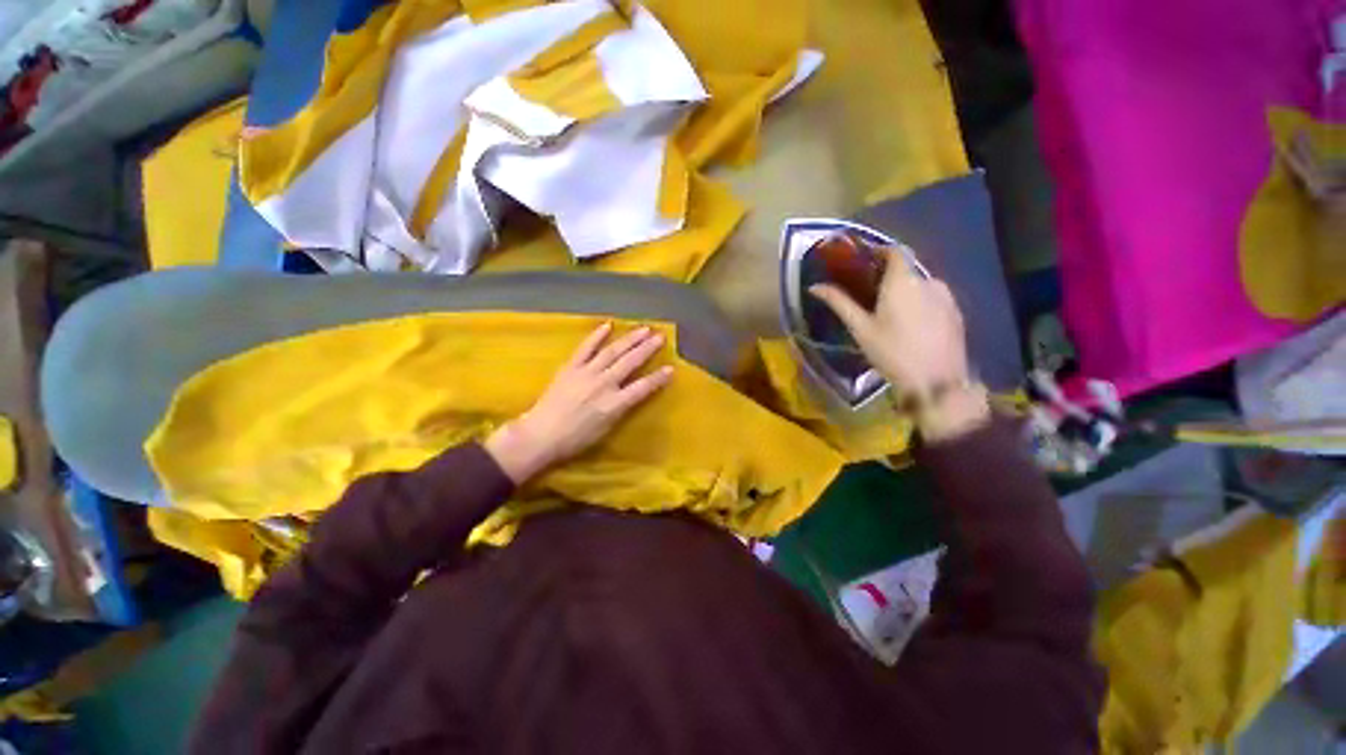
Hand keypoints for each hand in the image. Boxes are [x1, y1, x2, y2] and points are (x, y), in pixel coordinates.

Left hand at [485, 322, 672, 484]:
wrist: (541, 434)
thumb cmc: (576, 439)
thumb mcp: (606, 430)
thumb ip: (621, 409)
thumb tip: (633, 394)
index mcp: (614, 404)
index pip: (642, 388)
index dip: (658, 378)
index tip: (671, 369)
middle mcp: (603, 384)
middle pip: (630, 363)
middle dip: (647, 349)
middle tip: (660, 337)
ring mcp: (586, 373)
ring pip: (612, 351)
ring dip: (629, 339)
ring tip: (644, 329)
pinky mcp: (571, 367)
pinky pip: (585, 348)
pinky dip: (596, 336)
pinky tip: (608, 326)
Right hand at [810, 249, 988, 439]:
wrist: (937, 381)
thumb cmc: (892, 352)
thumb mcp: (860, 328)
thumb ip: (839, 302)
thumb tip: (815, 286)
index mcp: (903, 281)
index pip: (895, 250)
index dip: (879, 250)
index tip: (862, 260)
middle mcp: (928, 280)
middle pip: (907, 268)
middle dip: (888, 275)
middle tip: (868, 292)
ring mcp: (946, 296)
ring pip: (921, 284)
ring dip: (904, 290)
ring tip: (888, 311)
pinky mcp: (956, 312)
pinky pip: (934, 297)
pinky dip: (919, 301)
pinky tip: (909, 323)